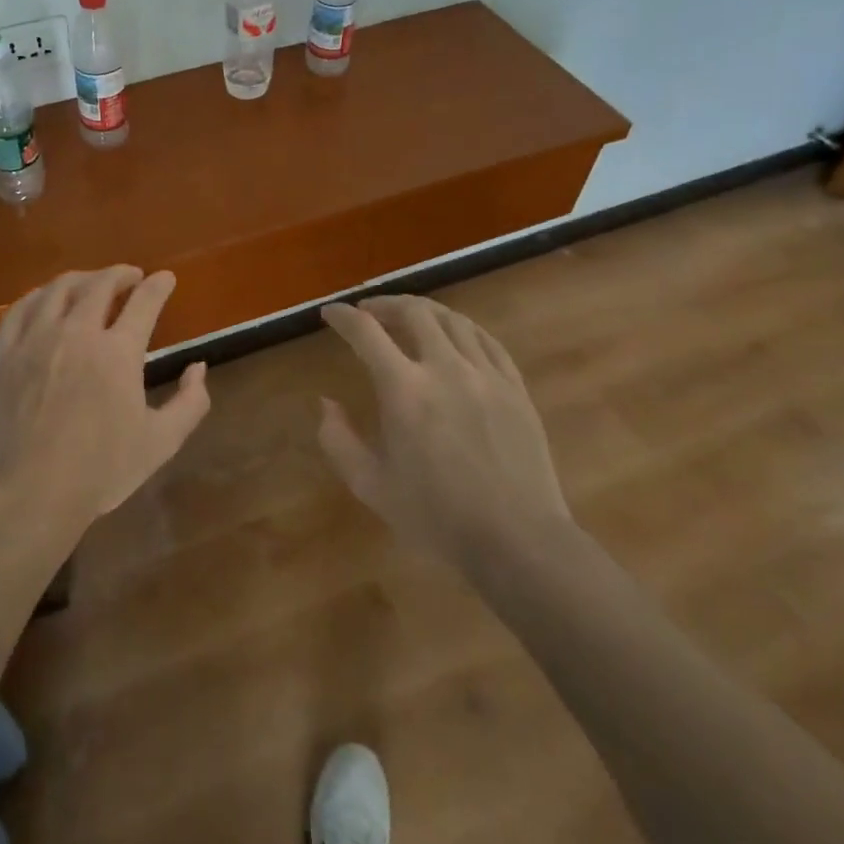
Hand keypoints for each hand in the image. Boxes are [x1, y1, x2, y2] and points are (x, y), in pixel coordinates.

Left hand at [0, 267, 211, 544]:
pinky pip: (20, 310)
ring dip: (81, 279)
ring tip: (91, 283)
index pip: (144, 302)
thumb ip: (190, 402)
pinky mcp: (5, 355)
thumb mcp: (161, 442)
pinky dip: (38, 296)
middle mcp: (76, 333)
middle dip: (120, 274)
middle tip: (130, 277)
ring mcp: (35, 340)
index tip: (166, 279)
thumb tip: (198, 367)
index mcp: (117, 352)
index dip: (158, 286)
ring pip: (58, 289)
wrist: (32, 492)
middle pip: (99, 285)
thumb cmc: (101, 470)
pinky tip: (45, 300)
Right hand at [317, 295, 572, 569]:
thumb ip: (338, 440)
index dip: (343, 316)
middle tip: (369, 312)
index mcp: (404, 390)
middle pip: (413, 312)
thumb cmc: (437, 516)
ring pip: (452, 319)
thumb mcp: (371, 485)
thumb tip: (326, 403)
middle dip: (385, 303)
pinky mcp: (515, 387)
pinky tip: (455, 335)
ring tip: (409, 317)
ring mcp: (485, 375)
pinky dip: (463, 328)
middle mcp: (445, 368)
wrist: (517, 540)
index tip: (330, 313)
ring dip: (423, 311)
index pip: (366, 332)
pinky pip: (487, 340)